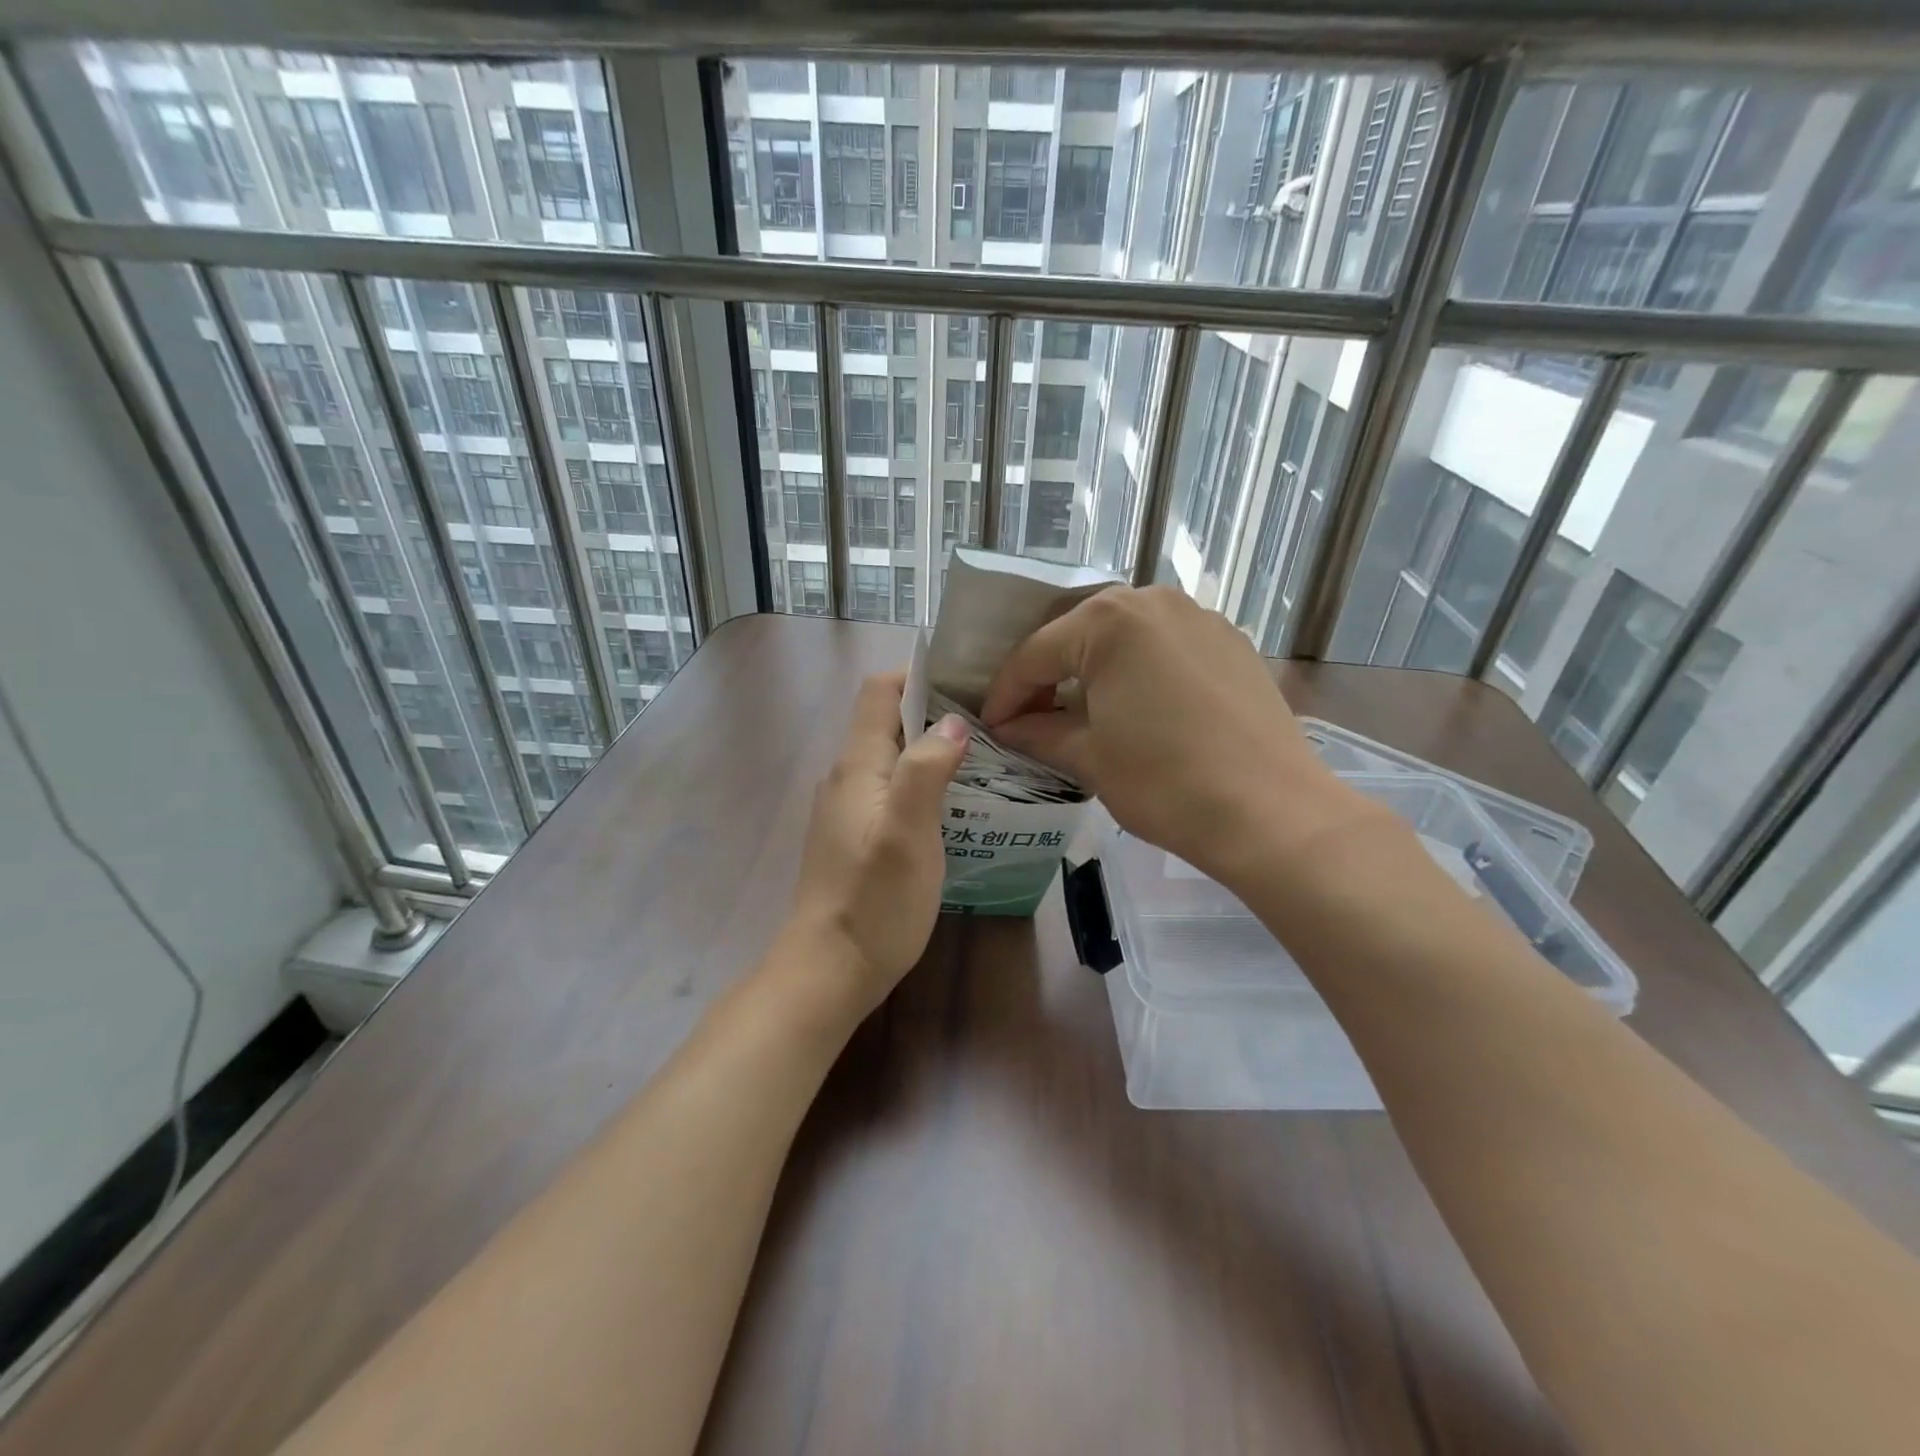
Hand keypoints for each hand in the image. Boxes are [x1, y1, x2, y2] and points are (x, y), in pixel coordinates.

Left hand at [789, 672, 969, 1011]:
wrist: (829, 971)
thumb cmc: (874, 901)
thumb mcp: (908, 832)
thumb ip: (926, 769)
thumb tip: (952, 721)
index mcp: (857, 766)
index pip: (879, 691)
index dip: (919, 676)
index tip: (968, 682)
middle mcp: (846, 778)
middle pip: (887, 721)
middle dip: (935, 713)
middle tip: (991, 724)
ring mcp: (847, 809)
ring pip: (891, 758)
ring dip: (931, 750)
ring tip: (983, 761)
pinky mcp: (854, 837)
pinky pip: (890, 790)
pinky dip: (921, 783)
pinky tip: (954, 806)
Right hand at [980, 586, 1374, 888]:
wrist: (1271, 812)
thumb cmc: (1165, 783)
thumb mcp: (1089, 757)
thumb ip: (1039, 732)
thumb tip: (1008, 727)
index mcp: (1108, 621)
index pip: (1036, 654)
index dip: (1005, 693)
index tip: (990, 725)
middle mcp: (1152, 601)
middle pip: (1079, 634)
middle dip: (1049, 674)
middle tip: (1030, 716)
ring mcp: (1198, 617)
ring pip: (1125, 636)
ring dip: (1094, 669)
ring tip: (1080, 711)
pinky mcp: (1231, 641)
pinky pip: (1165, 646)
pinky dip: (1139, 669)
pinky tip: (1137, 707)